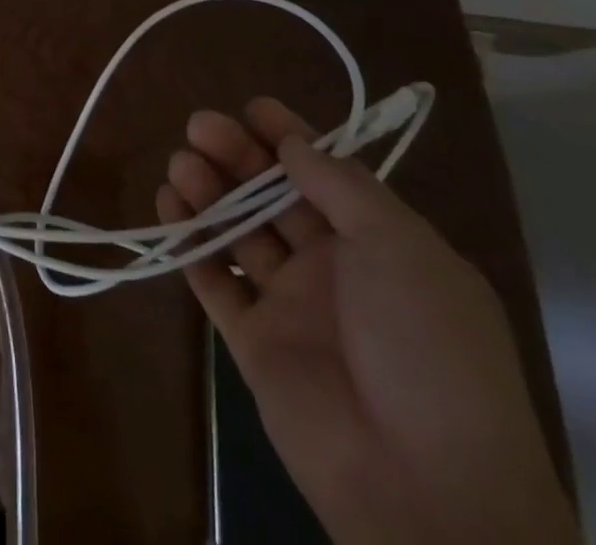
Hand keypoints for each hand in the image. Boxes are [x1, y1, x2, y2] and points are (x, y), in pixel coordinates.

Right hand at [158, 100, 578, 544]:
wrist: (425, 487)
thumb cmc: (426, 346)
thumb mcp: (402, 248)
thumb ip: (342, 188)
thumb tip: (295, 144)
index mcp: (380, 246)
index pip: (326, 176)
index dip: (291, 138)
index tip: (252, 108)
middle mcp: (335, 270)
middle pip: (274, 197)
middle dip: (239, 157)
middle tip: (199, 126)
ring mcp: (292, 307)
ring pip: (240, 233)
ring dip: (210, 193)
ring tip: (180, 162)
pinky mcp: (254, 342)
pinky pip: (216, 281)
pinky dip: (190, 243)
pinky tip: (169, 206)